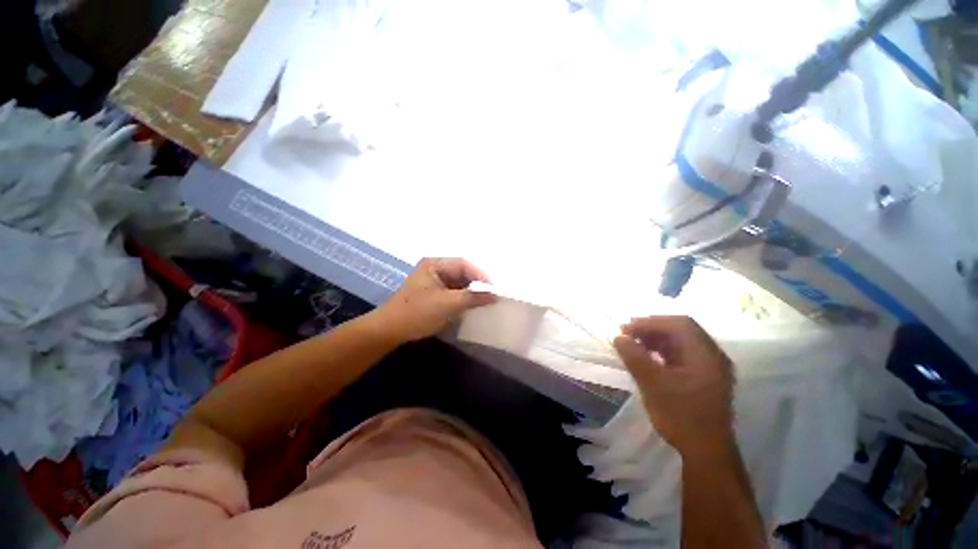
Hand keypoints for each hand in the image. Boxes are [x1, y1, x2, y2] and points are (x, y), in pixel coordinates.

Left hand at [377, 258, 496, 342]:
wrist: (390, 330)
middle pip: (462, 273)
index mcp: (435, 264)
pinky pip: (453, 292)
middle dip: (476, 284)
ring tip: (485, 301)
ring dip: (470, 292)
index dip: (481, 275)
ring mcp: (433, 281)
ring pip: (458, 283)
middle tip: (492, 295)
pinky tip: (471, 305)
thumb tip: (495, 296)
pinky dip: (462, 298)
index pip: (464, 264)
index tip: (494, 289)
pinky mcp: (433, 294)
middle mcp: (434, 269)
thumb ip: (473, 298)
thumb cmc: (418, 312)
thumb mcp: (448, 304)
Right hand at [613, 316, 735, 457]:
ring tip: (633, 342)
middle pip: (681, 329)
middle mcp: (712, 355)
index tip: (627, 327)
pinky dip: (661, 350)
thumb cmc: (681, 416)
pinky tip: (646, 355)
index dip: (651, 322)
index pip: (680, 324)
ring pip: (680, 341)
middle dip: (652, 328)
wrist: (705, 452)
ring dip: (655, 338)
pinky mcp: (702, 376)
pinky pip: (680, 353)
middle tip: (627, 332)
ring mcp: (709, 366)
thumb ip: (635, 357)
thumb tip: (618, 337)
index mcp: (706, 355)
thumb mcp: (654, 385)